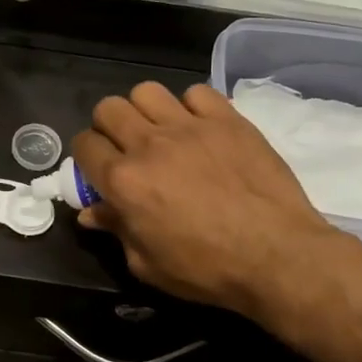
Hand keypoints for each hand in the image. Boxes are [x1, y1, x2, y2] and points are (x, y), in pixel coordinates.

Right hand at [71, 82, 344, 320]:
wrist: (278, 257)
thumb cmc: (207, 269)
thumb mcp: (148, 264)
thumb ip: (117, 230)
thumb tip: (92, 213)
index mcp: (124, 181)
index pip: (83, 145)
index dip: (86, 156)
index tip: (99, 169)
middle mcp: (149, 144)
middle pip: (109, 108)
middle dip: (109, 126)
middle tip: (126, 148)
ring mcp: (190, 127)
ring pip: (147, 91)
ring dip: (146, 111)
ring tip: (162, 132)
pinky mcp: (227, 120)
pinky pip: (197, 93)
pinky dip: (192, 107)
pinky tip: (201, 129)